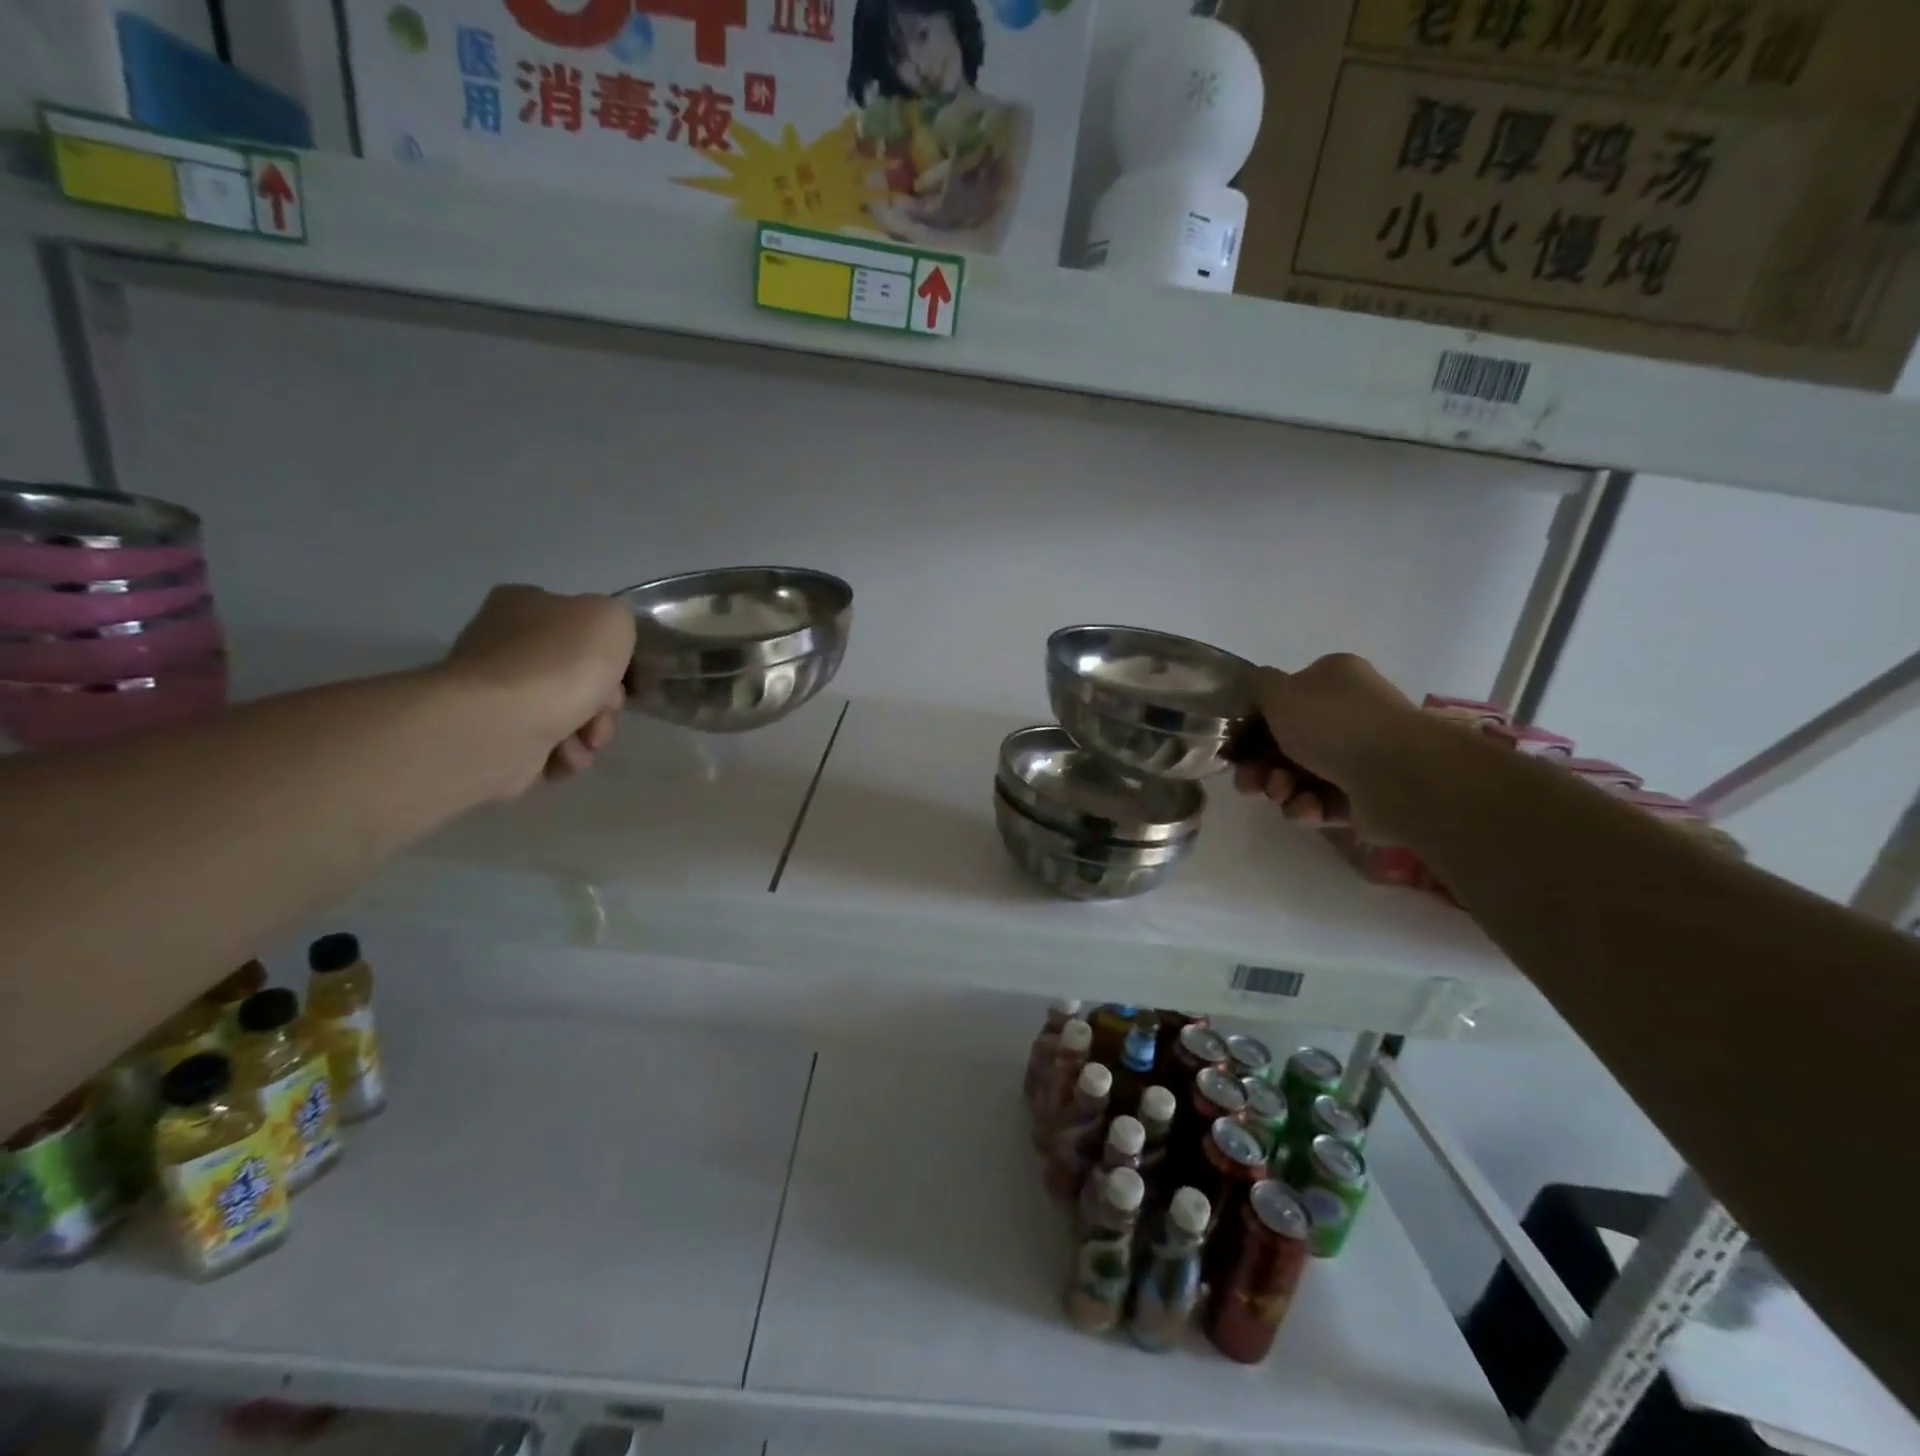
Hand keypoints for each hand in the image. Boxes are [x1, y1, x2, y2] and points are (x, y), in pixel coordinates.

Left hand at [442, 585, 636, 793]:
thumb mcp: (611, 619)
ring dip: (590, 731)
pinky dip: (564, 753)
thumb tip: (604, 644)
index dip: (611, 656)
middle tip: (604, 712)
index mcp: (525, 605)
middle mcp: (503, 643)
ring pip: (568, 713)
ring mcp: (496, 692)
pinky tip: (564, 755)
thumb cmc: (560, 663)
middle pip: (579, 676)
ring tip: (585, 742)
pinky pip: (547, 744)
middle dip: (604, 702)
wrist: (502, 723)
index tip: (622, 677)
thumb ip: (617, 621)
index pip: (582, 628)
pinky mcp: (494, 735)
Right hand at [1233, 654, 1423, 835]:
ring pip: (1300, 775)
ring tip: (1281, 795)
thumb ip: (1257, 685)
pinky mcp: (1366, 795)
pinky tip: (1307, 810)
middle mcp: (1349, 713)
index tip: (1235, 747)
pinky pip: (1323, 801)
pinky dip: (1308, 807)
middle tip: (1249, 782)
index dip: (1254, 724)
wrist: (1400, 776)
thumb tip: (1255, 688)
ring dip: (1280, 788)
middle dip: (1261, 765)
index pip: (1284, 699)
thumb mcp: (1280, 692)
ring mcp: (1360, 755)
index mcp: (1333, 680)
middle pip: (1286, 742)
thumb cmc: (1334, 725)